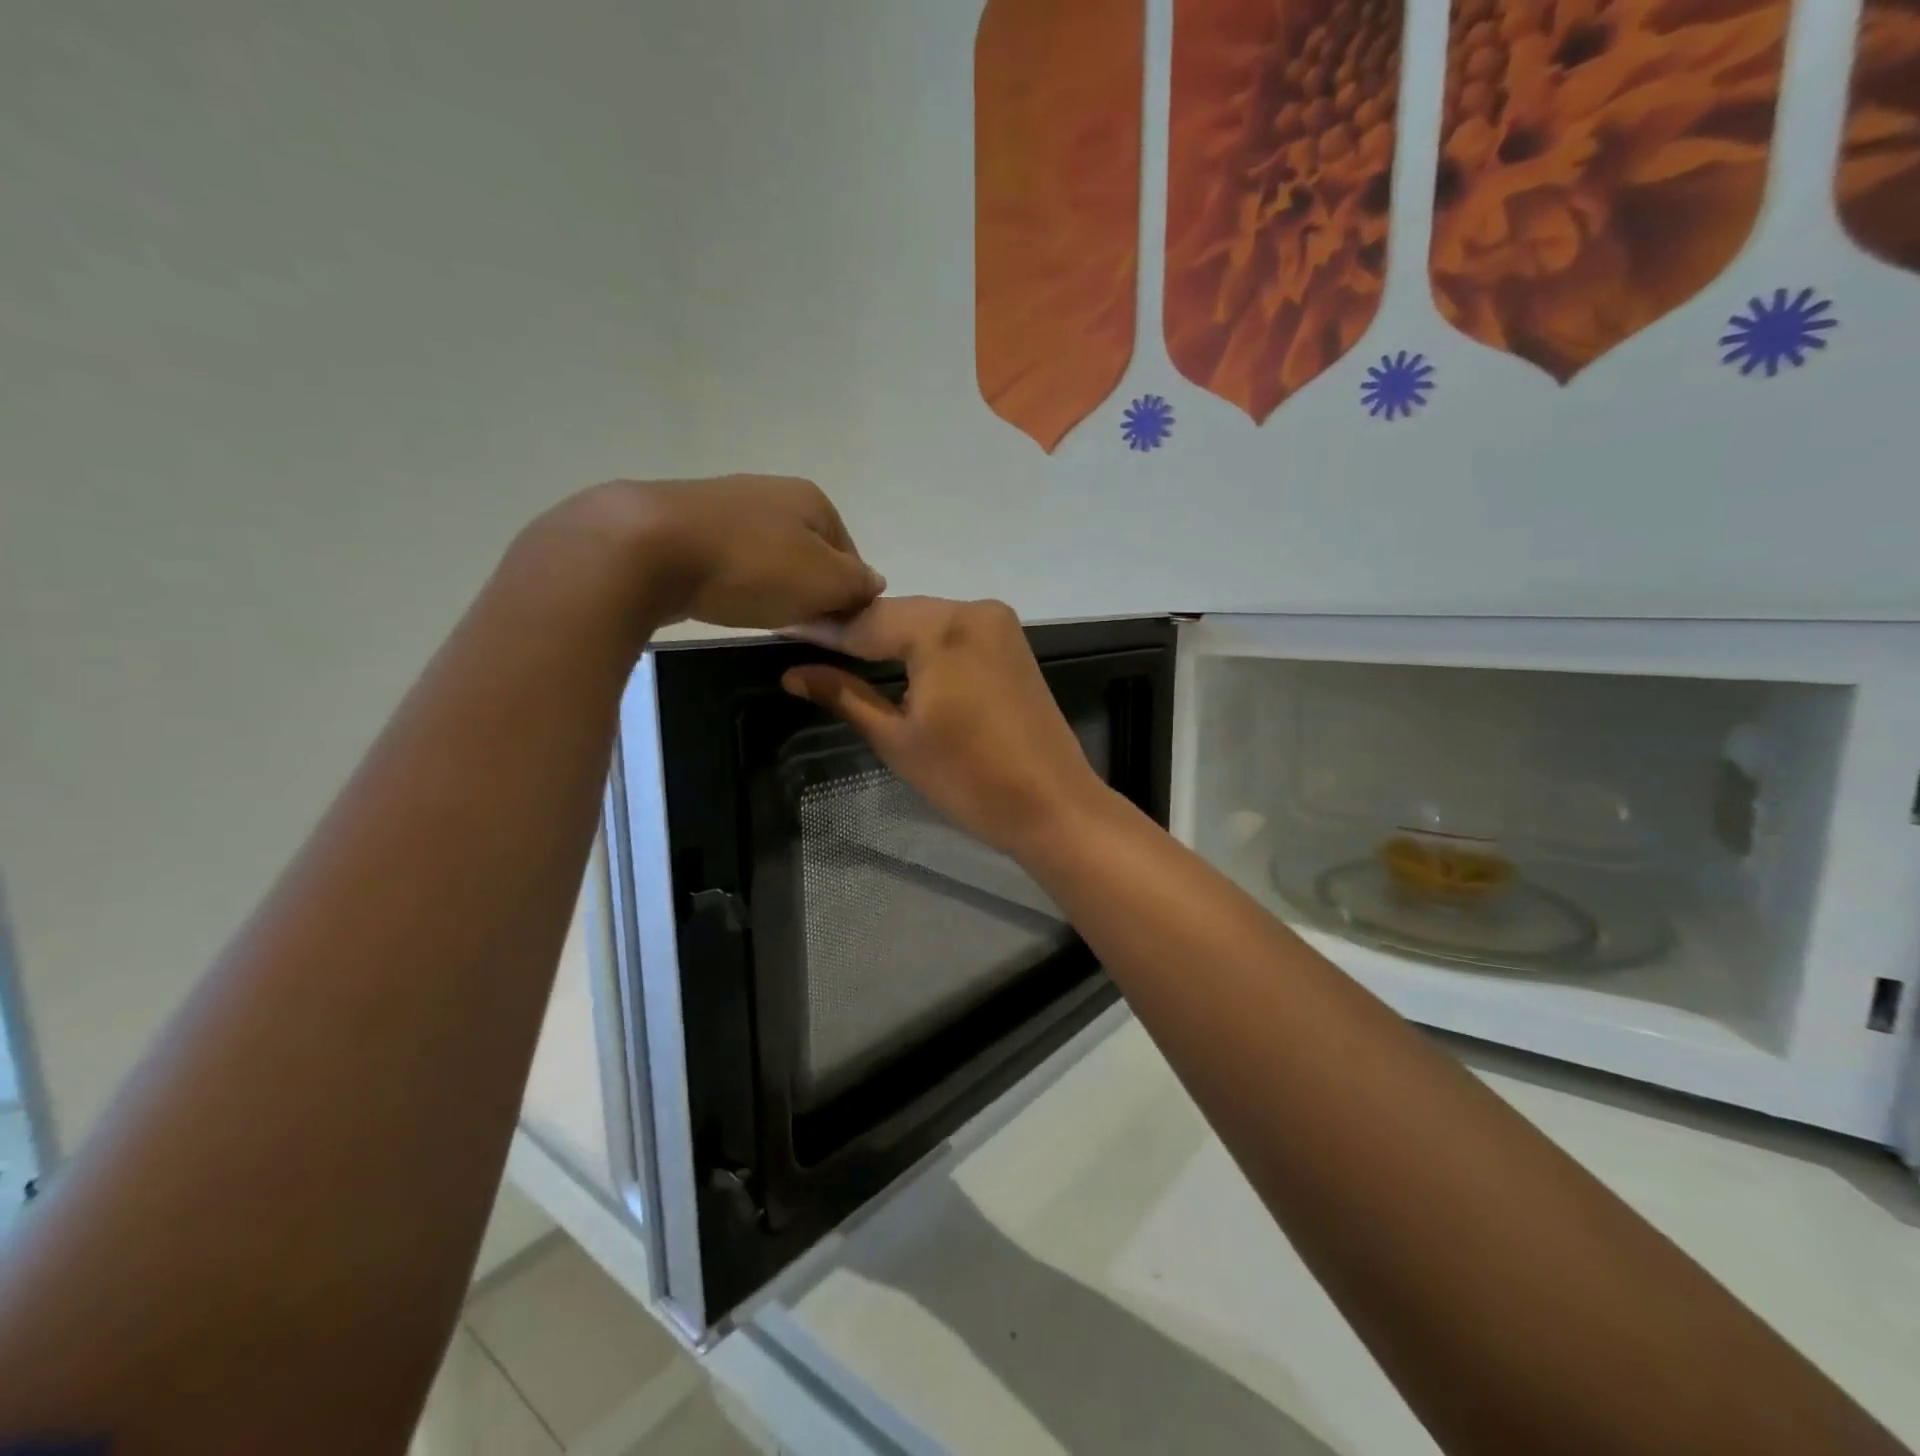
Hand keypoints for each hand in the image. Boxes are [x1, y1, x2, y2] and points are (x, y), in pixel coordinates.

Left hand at [530, 475, 885, 635]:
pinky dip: (732, 581)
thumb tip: (873, 584)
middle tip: (796, 624)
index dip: (847, 595)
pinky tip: (720, 599)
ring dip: (770, 586)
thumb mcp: (824, 583)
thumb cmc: (752, 567)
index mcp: (813, 500)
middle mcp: (773, 492)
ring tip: (756, 614)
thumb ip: (857, 586)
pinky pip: (727, 558)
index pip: (851, 556)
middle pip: (809, 554)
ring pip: (767, 555)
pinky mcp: (685, 522)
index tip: (832, 626)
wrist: (648, 548)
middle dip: (807, 590)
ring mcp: (726, 503)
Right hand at [782, 597, 1112, 855]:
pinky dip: (923, 644)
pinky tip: (894, 657)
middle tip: (806, 642)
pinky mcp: (1012, 643)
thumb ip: (845, 695)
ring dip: (888, 636)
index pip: (866, 622)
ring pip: (927, 621)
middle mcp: (973, 610)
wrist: (1052, 805)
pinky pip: (954, 633)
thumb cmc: (969, 779)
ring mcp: (999, 624)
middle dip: (855, 630)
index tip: (782, 628)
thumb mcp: (897, 739)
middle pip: (898, 615)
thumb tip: (794, 673)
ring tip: (839, 651)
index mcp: (942, 629)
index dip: (822, 630)